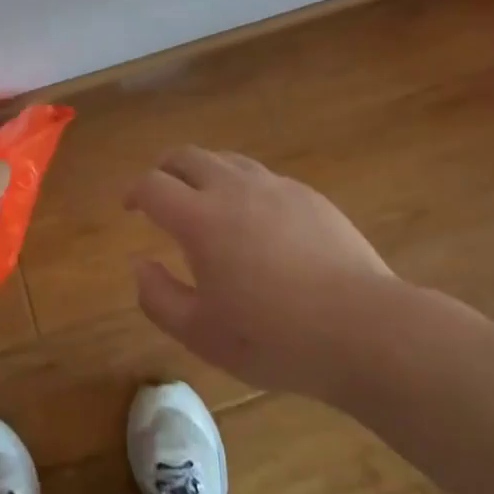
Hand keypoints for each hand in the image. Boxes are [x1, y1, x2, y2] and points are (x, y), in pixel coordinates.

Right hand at [128, 146, 394, 398]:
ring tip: (205, 199)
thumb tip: (140, 265)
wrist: (363, 327)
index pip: (153, 185)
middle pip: (187, 156)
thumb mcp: (202, 334)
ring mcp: (274, 186)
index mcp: (200, 218)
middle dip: (165, 169)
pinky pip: (262, 177)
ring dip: (204, 172)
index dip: (135, 192)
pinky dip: (243, 186)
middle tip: (161, 192)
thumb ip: (159, 298)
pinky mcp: (307, 194)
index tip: (131, 207)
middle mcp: (232, 188)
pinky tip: (255, 218)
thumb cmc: (274, 336)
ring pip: (226, 159)